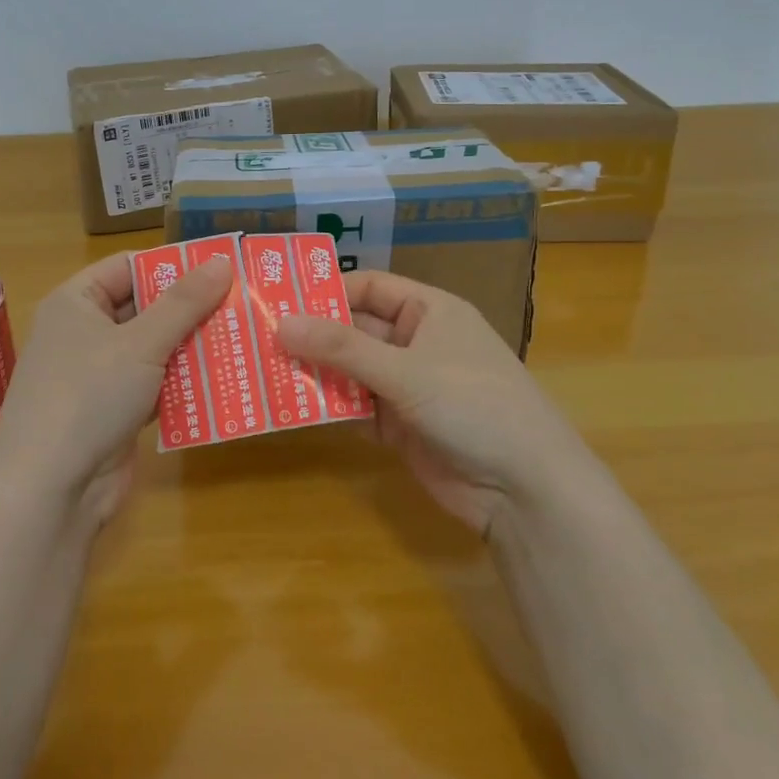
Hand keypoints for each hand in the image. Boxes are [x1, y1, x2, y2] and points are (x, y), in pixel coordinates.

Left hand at [0, 251, 232, 524]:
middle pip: (145, 308)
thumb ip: (184, 303)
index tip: (221, 266)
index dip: (172, 265)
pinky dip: (184, 384)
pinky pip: (156, 385)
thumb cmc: (88, 396)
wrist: (49, 491)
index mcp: (76, 302)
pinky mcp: (114, 412)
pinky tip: (225, 380)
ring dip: (193, 347)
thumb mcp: (140, 343)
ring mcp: (98, 375)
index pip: (128, 267)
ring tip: (246, 336)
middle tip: (244, 302)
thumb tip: (222, 262)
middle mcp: (84, 333)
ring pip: (154, 349)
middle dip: (191, 308)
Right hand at [278, 270, 583, 537]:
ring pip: (350, 370)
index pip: (368, 288)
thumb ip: (342, 348)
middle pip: (354, 329)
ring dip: (314, 372)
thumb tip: (280, 323)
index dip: (325, 292)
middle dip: (311, 335)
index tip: (276, 301)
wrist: (525, 490)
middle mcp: (416, 342)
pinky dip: (328, 407)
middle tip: (254, 338)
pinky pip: (355, 407)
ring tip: (259, 370)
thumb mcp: (406, 370)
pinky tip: (288, 408)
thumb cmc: (473, 405)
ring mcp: (408, 386)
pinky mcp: (400, 426)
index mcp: (429, 310)